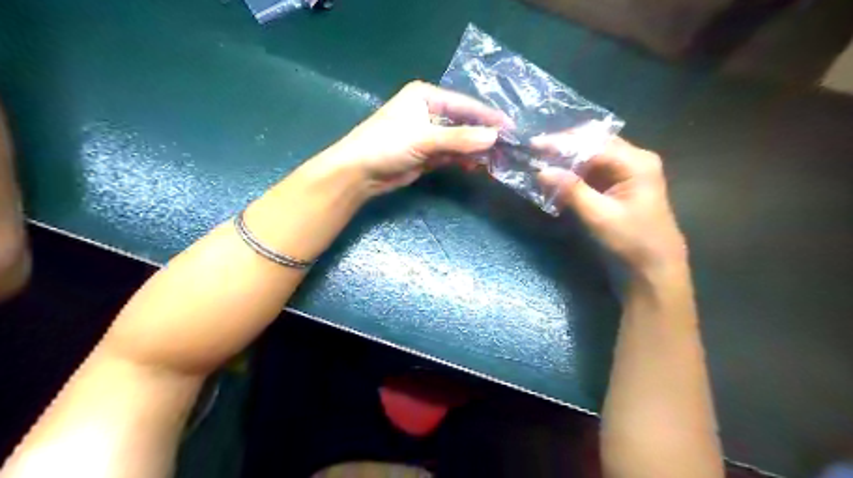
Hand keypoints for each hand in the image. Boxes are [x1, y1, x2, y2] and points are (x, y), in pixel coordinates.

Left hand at [323, 80, 507, 193]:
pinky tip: (476, 166)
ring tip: (496, 160)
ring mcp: (428, 134)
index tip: (511, 128)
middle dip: (483, 135)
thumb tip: (494, 138)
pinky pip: (452, 154)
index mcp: (426, 96)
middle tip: (507, 148)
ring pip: (459, 140)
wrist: (359, 173)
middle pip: (463, 122)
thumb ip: (459, 139)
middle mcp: (429, 112)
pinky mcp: (427, 154)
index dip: (487, 116)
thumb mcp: (424, 139)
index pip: (464, 104)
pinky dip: (463, 160)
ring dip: (475, 150)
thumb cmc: (387, 145)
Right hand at [539, 138, 684, 272]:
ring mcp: (627, 173)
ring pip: (592, 157)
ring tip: (541, 161)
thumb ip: (571, 190)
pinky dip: (574, 174)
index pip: (593, 143)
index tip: (534, 145)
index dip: (562, 143)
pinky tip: (557, 178)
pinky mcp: (620, 186)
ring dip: (567, 160)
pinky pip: (593, 172)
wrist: (653, 270)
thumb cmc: (631, 242)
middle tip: (536, 149)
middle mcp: (633, 160)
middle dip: (564, 146)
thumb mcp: (599, 216)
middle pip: (594, 144)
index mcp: (635, 162)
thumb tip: (541, 171)